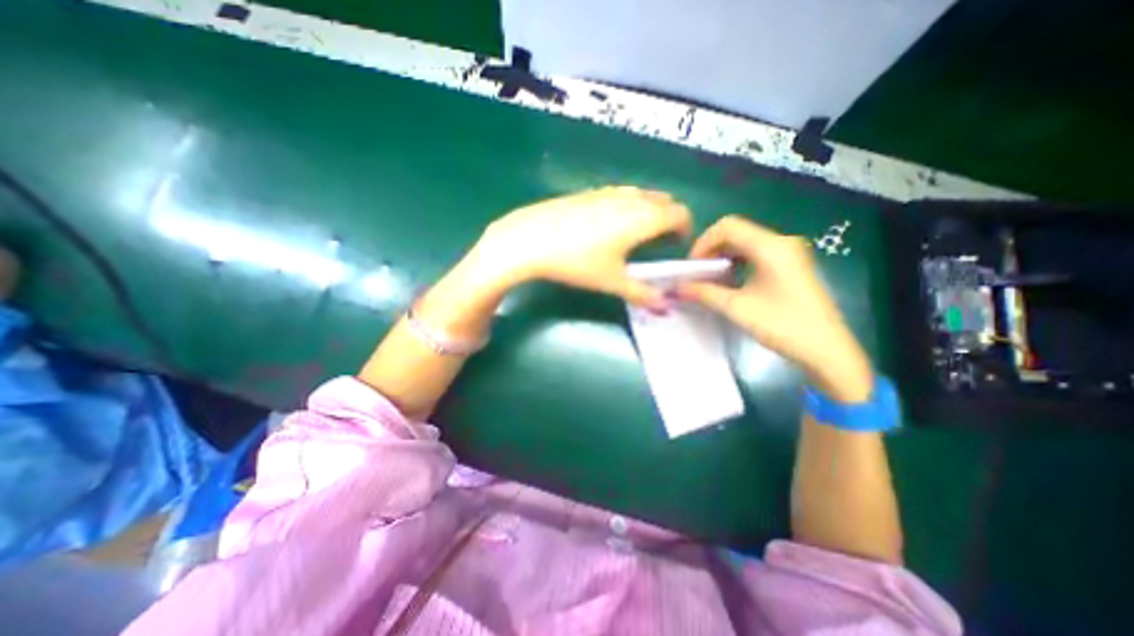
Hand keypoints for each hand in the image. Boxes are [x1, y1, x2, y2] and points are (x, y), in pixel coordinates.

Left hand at [467, 185, 691, 306]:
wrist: (530, 239)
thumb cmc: (577, 262)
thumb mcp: (612, 281)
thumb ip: (642, 294)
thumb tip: (665, 307)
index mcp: (644, 217)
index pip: (680, 214)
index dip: (685, 230)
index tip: (675, 249)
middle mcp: (630, 198)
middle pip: (664, 201)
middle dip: (668, 220)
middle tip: (656, 245)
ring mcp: (608, 191)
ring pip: (641, 195)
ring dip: (647, 212)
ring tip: (632, 237)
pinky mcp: (588, 191)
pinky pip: (619, 195)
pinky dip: (626, 207)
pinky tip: (605, 227)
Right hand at [677, 215, 869, 400]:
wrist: (826, 349)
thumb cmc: (782, 326)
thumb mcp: (737, 308)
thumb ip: (704, 293)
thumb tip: (677, 286)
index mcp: (770, 247)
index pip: (728, 227)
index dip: (703, 242)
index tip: (691, 266)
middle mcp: (780, 242)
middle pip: (736, 232)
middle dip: (711, 250)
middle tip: (697, 273)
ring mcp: (788, 252)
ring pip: (745, 243)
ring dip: (722, 256)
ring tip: (709, 279)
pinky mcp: (790, 264)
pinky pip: (755, 253)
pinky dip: (737, 262)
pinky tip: (729, 282)